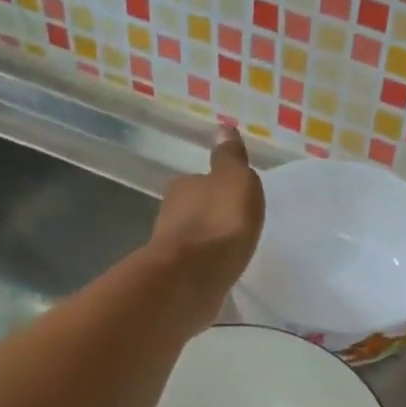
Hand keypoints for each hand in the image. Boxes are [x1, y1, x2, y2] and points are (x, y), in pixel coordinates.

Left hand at [150, 129, 265, 319]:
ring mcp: (170, 247)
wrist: (191, 278)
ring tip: (230, 250)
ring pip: (193, 238)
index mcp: (184, 186)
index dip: (218, 189)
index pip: (201, 181)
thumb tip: (223, 128)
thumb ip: (230, 158)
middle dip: (211, 216)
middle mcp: (170, 212)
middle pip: (194, 209)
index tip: (235, 200)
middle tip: (235, 225)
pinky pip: (195, 265)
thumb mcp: (235, 181)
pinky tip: (218, 271)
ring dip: (207, 242)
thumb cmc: (219, 224)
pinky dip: (205, 265)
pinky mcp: (174, 276)